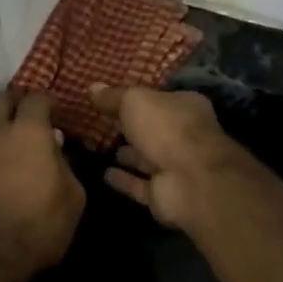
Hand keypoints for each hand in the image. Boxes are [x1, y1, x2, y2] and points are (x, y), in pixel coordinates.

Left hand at [0, 90, 85, 281]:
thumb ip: (66, 166)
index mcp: (28, 132)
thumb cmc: (34, 231)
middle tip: (22, 114)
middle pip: (0, 99)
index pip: (36, 99)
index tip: (51, 113)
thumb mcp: (72, 201)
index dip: (45, 102)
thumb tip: (55, 147)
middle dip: (13, 102)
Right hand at [90, 86, 247, 233]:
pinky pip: (139, 185)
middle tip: (105, 124)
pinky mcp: (164, 194)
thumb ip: (114, 97)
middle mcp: (184, 136)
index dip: (140, 99)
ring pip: (148, 159)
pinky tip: (104, 174)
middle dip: (134, 129)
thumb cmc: (166, 128)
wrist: (190, 180)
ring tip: (101, 148)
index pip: (161, 100)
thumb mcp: (135, 102)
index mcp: (186, 107)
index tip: (116, 99)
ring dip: (129, 155)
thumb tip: (92, 87)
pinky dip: (124, 180)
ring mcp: (176, 167)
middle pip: (155, 130)